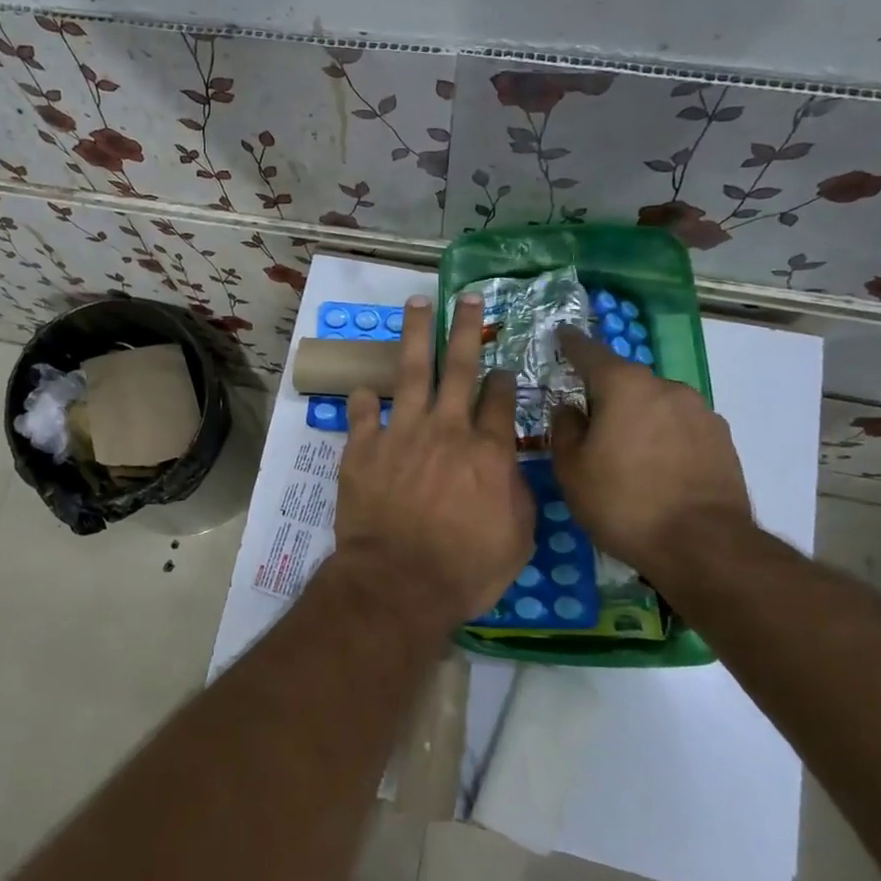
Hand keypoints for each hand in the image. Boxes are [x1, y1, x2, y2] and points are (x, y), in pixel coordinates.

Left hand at [333, 294, 533, 622]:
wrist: (399, 583)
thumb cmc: (465, 569)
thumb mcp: (516, 539)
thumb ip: (518, 494)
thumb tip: (511, 466)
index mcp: (487, 452)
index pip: (499, 402)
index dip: (503, 380)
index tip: (503, 367)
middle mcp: (446, 430)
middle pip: (459, 368)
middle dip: (465, 329)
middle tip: (467, 298)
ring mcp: (402, 434)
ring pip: (411, 372)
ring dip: (415, 335)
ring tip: (417, 304)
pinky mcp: (364, 448)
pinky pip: (363, 413)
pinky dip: (364, 399)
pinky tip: (365, 389)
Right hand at [551, 327, 753, 579]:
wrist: (704, 546)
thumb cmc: (623, 502)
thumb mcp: (572, 469)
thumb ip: (565, 429)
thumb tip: (570, 408)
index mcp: (624, 386)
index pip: (589, 351)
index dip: (571, 343)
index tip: (561, 334)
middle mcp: (666, 387)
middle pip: (626, 380)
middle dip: (605, 393)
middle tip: (588, 421)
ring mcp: (700, 412)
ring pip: (656, 404)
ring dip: (637, 417)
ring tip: (625, 452)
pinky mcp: (722, 440)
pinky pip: (680, 427)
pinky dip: (664, 436)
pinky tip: (656, 468)